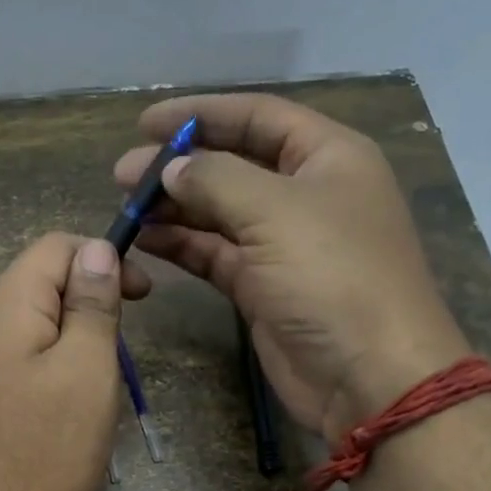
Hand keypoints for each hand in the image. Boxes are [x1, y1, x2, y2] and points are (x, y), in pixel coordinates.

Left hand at [0, 232, 150, 490]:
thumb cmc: (46, 452)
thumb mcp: (87, 370)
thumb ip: (92, 303)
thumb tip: (96, 249)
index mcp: (3, 306)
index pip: (54, 246)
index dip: (103, 258)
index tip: (143, 297)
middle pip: (39, 281)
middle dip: (89, 300)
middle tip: (123, 347)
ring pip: (31, 322)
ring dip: (72, 336)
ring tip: (99, 381)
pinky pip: (16, 356)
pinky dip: (49, 363)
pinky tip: (65, 404)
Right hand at [115, 94, 469, 439]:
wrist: (368, 376)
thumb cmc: (332, 277)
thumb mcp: (275, 212)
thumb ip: (215, 179)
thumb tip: (171, 168)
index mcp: (327, 157)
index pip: (258, 117)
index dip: (202, 114)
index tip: (145, 122)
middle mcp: (305, 194)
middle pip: (234, 164)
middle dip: (179, 166)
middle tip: (123, 174)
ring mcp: (283, 244)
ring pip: (220, 213)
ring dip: (175, 207)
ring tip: (126, 207)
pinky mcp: (262, 287)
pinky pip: (216, 254)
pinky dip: (183, 245)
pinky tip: (147, 240)